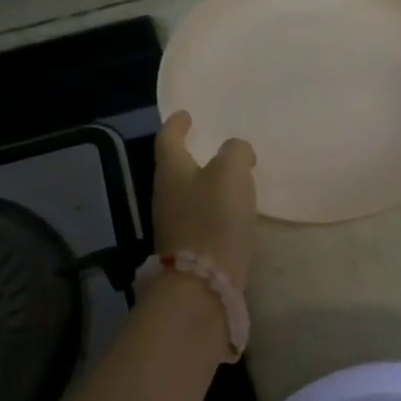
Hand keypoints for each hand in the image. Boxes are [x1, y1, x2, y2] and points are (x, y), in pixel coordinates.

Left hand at [153, 112, 257, 288]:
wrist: (203, 286)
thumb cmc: (214, 220)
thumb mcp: (231, 173)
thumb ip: (235, 152)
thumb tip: (236, 152)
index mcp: (170, 170)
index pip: (168, 138)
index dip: (177, 124)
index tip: (186, 114)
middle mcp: (164, 195)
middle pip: (174, 166)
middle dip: (191, 153)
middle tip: (212, 144)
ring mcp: (172, 224)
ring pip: (186, 192)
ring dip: (203, 182)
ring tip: (228, 177)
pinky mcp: (186, 248)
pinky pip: (198, 216)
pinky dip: (211, 207)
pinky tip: (230, 211)